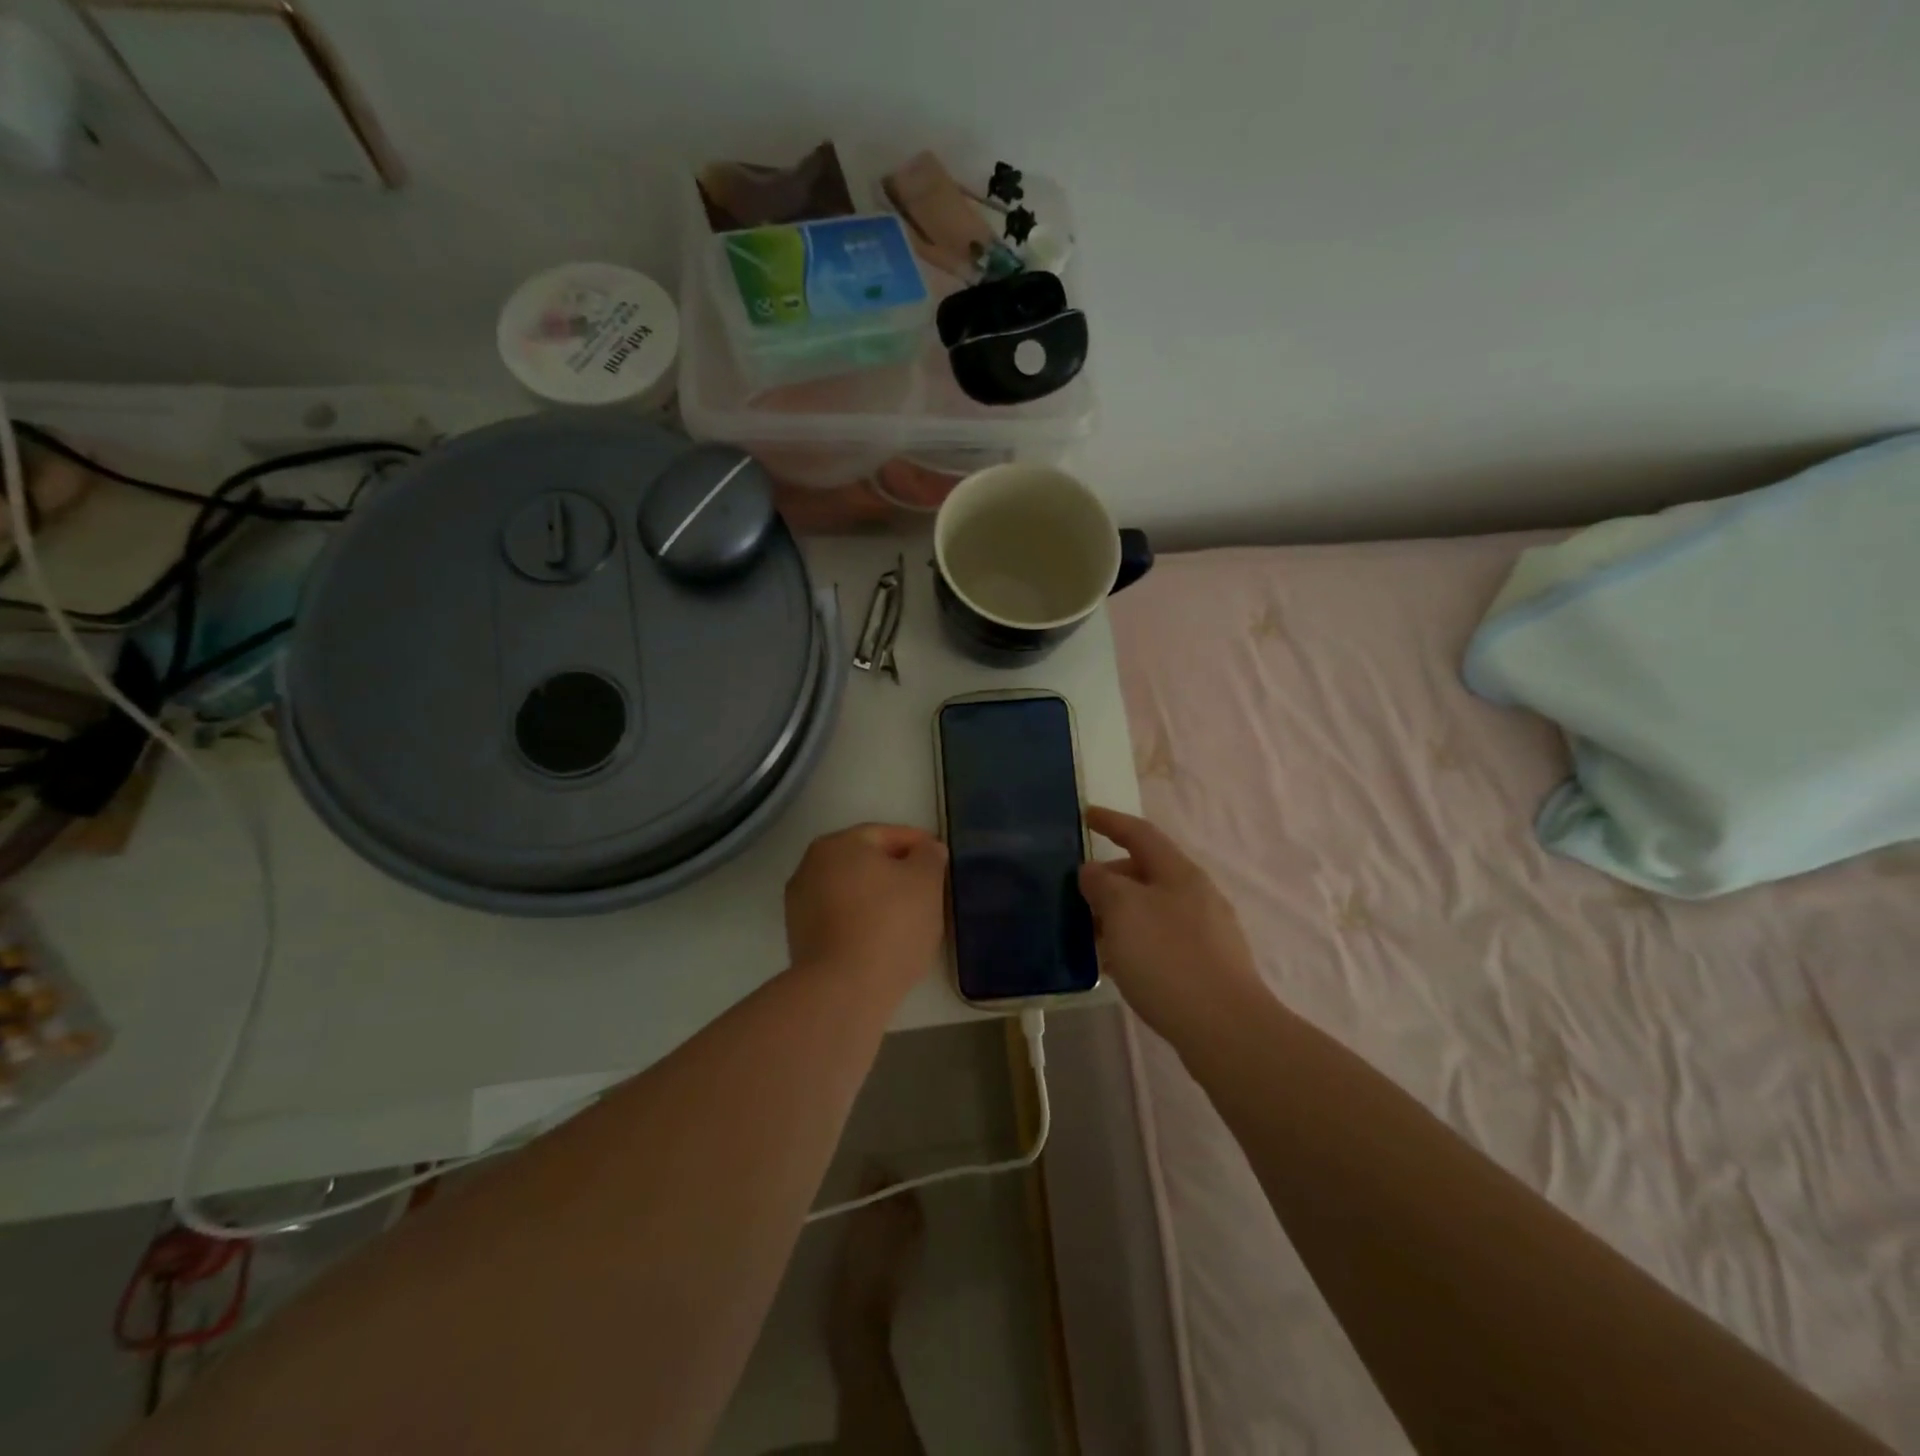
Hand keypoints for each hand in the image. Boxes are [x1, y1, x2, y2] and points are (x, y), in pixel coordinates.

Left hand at [785, 824, 947, 996]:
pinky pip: (841, 917)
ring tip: (909, 917)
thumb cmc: (889, 925)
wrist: (842, 990)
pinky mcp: (800, 938)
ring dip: (878, 897)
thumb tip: (926, 850)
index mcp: (839, 844)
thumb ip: (929, 856)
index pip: (886, 834)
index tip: (940, 860)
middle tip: (928, 888)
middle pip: (865, 861)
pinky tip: (884, 938)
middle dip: (897, 871)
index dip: (918, 844)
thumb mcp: (926, 882)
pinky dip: (862, 920)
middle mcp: (811, 866)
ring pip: (852, 890)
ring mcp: (800, 903)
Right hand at [1080, 807, 1265, 1037]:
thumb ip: (1102, 883)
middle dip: (1110, 879)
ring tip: (1090, 934)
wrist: (1225, 1029)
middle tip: (1077, 896)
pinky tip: (1118, 966)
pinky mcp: (1207, 966)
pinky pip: (1162, 941)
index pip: (1141, 834)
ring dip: (1120, 915)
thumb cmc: (1168, 958)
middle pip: (1146, 873)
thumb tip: (1093, 872)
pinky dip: (1135, 943)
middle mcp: (1197, 895)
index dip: (1112, 822)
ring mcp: (1206, 932)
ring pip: (1152, 910)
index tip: (1086, 814)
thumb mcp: (1123, 910)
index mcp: (1179, 873)